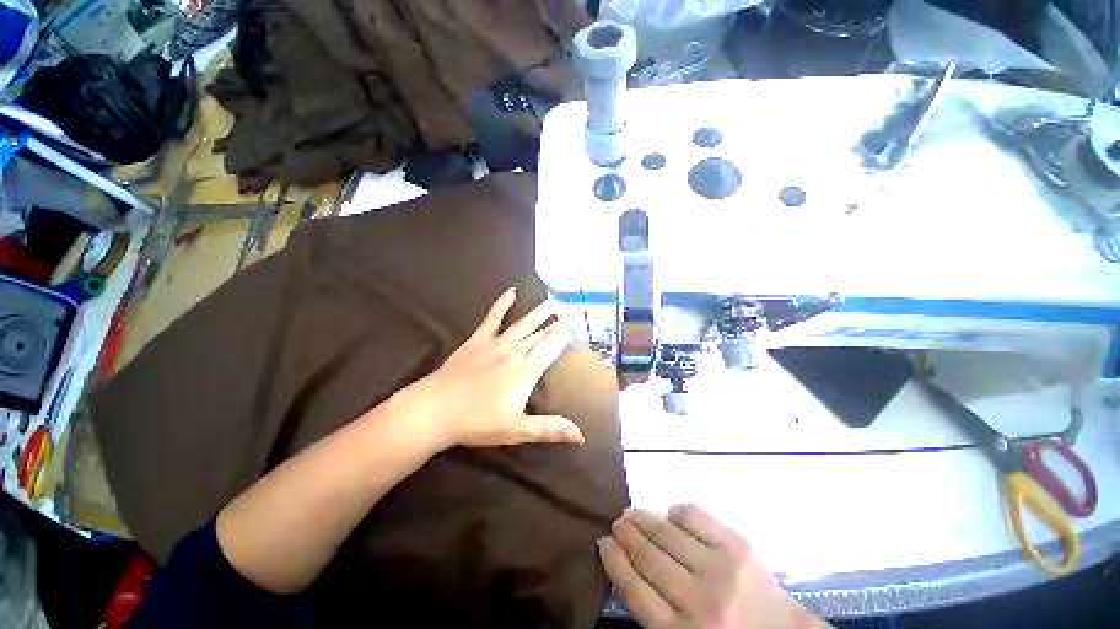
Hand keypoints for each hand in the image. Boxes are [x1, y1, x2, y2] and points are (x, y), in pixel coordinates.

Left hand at [392, 287, 583, 448]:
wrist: (435, 409)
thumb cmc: (477, 422)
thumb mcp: (516, 430)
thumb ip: (549, 429)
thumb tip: (581, 435)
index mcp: (525, 372)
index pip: (550, 349)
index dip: (562, 336)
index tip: (574, 324)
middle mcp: (514, 353)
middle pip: (539, 335)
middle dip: (555, 323)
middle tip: (569, 310)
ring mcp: (496, 343)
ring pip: (523, 324)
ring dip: (539, 312)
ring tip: (552, 300)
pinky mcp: (478, 339)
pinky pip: (493, 317)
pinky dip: (502, 303)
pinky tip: (511, 292)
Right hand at [598, 505, 827, 628]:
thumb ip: (653, 610)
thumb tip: (624, 561)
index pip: (634, 591)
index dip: (614, 561)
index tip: (602, 542)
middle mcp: (698, 602)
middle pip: (648, 558)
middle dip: (626, 534)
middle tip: (616, 522)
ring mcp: (720, 570)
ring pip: (667, 534)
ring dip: (644, 518)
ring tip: (632, 512)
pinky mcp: (739, 547)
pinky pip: (696, 516)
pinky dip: (678, 511)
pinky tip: (670, 514)